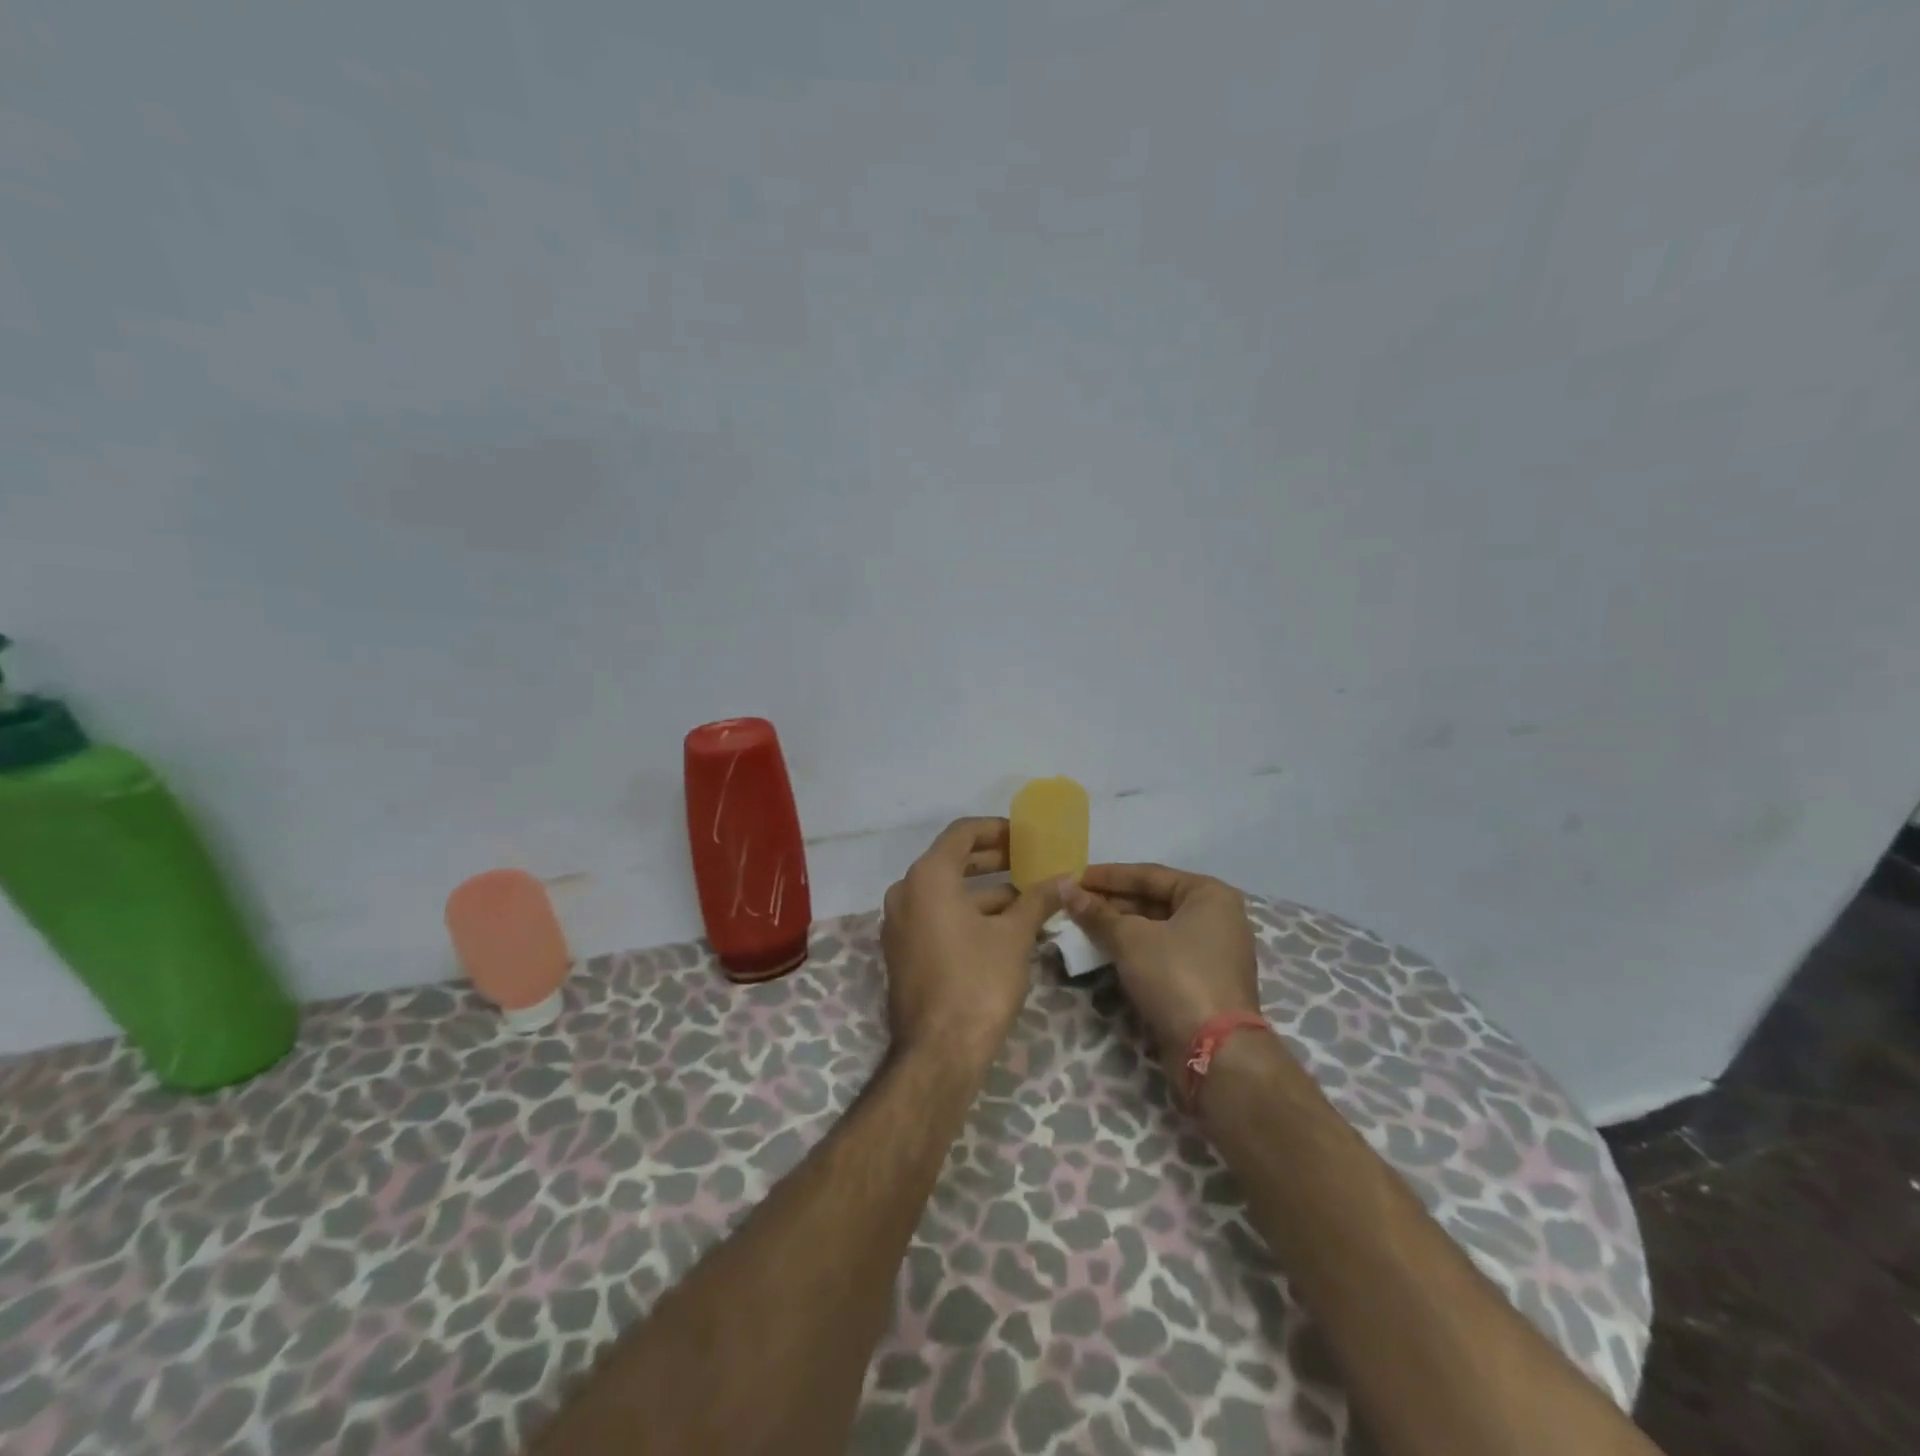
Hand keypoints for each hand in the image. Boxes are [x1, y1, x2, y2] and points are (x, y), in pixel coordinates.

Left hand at [880, 818, 1063, 1068]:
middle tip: (1029, 863)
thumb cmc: (978, 982)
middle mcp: (906, 892)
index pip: (961, 833)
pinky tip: (1004, 928)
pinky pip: (936, 917)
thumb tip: (1066, 878)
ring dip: (985, 892)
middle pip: (952, 861)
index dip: (996, 829)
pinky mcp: (903, 951)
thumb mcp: (1014, 936)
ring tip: (1028, 899)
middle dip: (993, 860)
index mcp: (928, 877)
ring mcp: (900, 923)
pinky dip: (967, 914)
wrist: (938, 1052)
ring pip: (946, 893)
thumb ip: (1038, 900)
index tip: (1025, 836)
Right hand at [1061, 863, 1261, 1083]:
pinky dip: (1134, 950)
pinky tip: (1105, 950)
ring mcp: (1212, 952)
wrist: (1215, 1052)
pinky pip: (1162, 953)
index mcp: (1208, 894)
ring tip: (1082, 925)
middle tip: (1073, 903)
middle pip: (1153, 900)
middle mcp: (1217, 917)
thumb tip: (1064, 887)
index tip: (1074, 878)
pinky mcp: (1203, 981)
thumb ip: (1096, 913)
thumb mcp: (1130, 939)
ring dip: (1120, 927)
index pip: (1148, 874)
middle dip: (1112, 902)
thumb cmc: (1176, 976)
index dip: (1108, 876)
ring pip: (1156, 929)